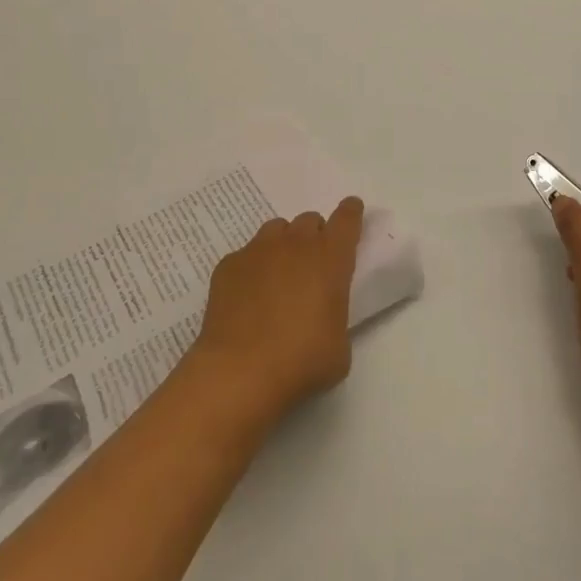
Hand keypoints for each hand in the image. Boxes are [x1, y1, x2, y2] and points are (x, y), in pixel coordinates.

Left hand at [192, 197, 364, 424]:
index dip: (351, 212)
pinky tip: (248, 295)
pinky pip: (246, 254)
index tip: (352, 209)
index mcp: (330, 258)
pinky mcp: (228, 265)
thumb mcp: (339, 346)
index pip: (346, 220)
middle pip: (309, 220)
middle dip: (314, 235)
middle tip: (312, 263)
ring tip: (279, 274)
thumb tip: (321, 317)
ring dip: (284, 244)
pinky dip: (252, 267)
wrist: (240, 371)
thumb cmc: (302, 361)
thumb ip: (335, 317)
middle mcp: (295, 244)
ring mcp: (258, 251)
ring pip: (276, 230)